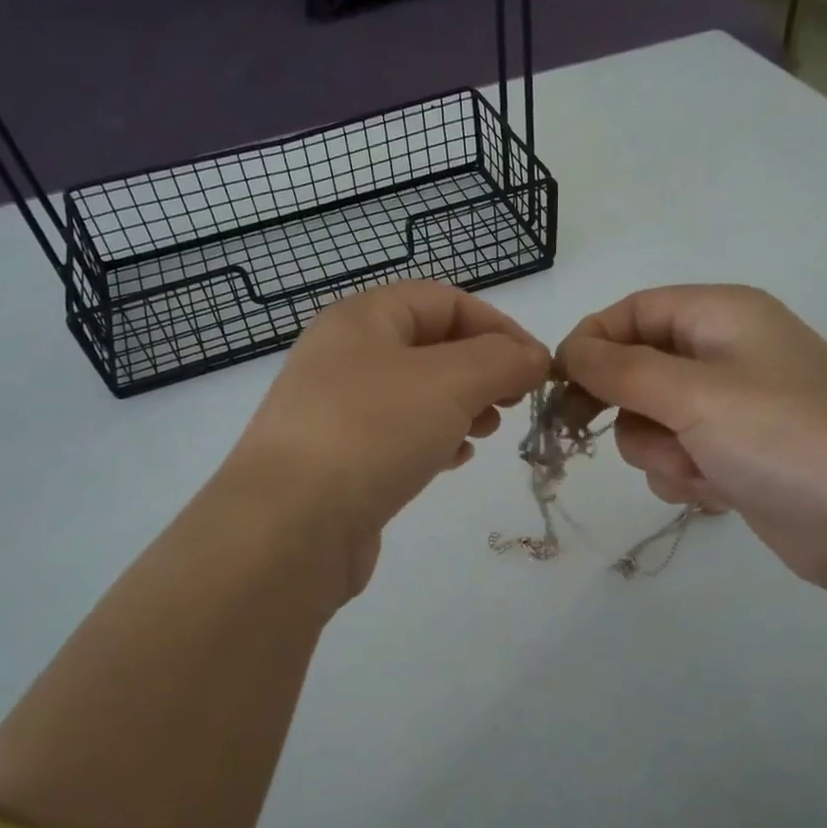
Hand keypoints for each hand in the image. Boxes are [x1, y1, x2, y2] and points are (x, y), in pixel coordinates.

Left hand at [228, 281, 549, 596]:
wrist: (289, 527)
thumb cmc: (372, 432)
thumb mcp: (450, 381)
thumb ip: (502, 360)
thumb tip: (534, 357)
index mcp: (362, 319)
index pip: (444, 300)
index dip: (497, 325)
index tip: (536, 365)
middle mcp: (344, 356)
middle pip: (430, 346)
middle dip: (481, 368)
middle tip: (514, 401)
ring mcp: (336, 411)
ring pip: (415, 394)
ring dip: (461, 405)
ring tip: (487, 430)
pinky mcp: (338, 460)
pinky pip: (397, 435)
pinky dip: (433, 439)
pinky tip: (453, 461)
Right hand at [555, 286, 826, 662]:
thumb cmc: (783, 437)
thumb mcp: (692, 394)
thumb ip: (620, 368)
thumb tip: (568, 349)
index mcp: (722, 314)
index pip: (634, 310)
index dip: (591, 342)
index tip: (558, 385)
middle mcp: (727, 353)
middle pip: (637, 367)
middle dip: (625, 407)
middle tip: (587, 433)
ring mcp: (734, 408)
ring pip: (653, 420)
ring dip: (660, 450)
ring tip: (697, 468)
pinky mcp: (739, 455)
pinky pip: (680, 455)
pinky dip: (687, 475)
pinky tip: (719, 492)